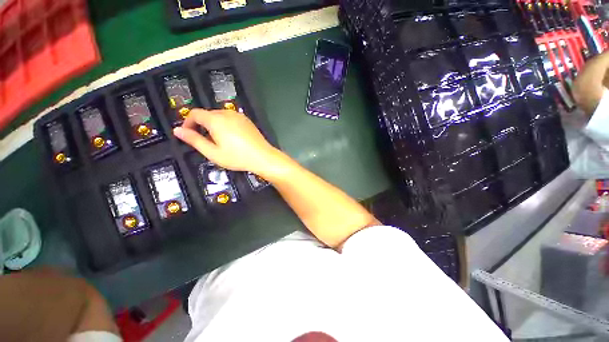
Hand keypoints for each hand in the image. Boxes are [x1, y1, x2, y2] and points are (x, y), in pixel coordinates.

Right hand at [173, 109, 281, 175]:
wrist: (263, 157)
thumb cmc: (237, 157)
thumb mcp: (213, 152)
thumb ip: (194, 140)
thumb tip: (178, 131)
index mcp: (216, 120)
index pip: (195, 113)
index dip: (188, 122)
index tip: (188, 134)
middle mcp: (227, 113)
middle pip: (208, 114)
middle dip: (201, 125)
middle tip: (204, 141)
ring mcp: (239, 116)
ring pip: (220, 116)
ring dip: (214, 125)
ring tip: (218, 141)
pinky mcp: (247, 120)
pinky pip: (231, 118)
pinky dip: (225, 124)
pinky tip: (231, 138)